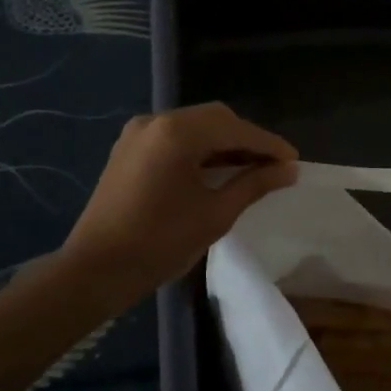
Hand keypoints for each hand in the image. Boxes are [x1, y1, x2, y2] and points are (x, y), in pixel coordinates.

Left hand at [63, 103, 298, 307]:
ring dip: (224, 143)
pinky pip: (174, 138)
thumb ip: (254, 184)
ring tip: (252, 168)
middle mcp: (156, 121)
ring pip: (195, 126)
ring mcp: (138, 133)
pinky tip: (217, 169)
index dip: (268, 144)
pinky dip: (200, 149)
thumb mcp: (215, 214)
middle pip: (215, 119)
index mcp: (177, 133)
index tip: (294, 161)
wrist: (95, 271)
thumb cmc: (159, 243)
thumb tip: (289, 170)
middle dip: (247, 140)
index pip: (235, 129)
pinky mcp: (129, 149)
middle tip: (275, 166)